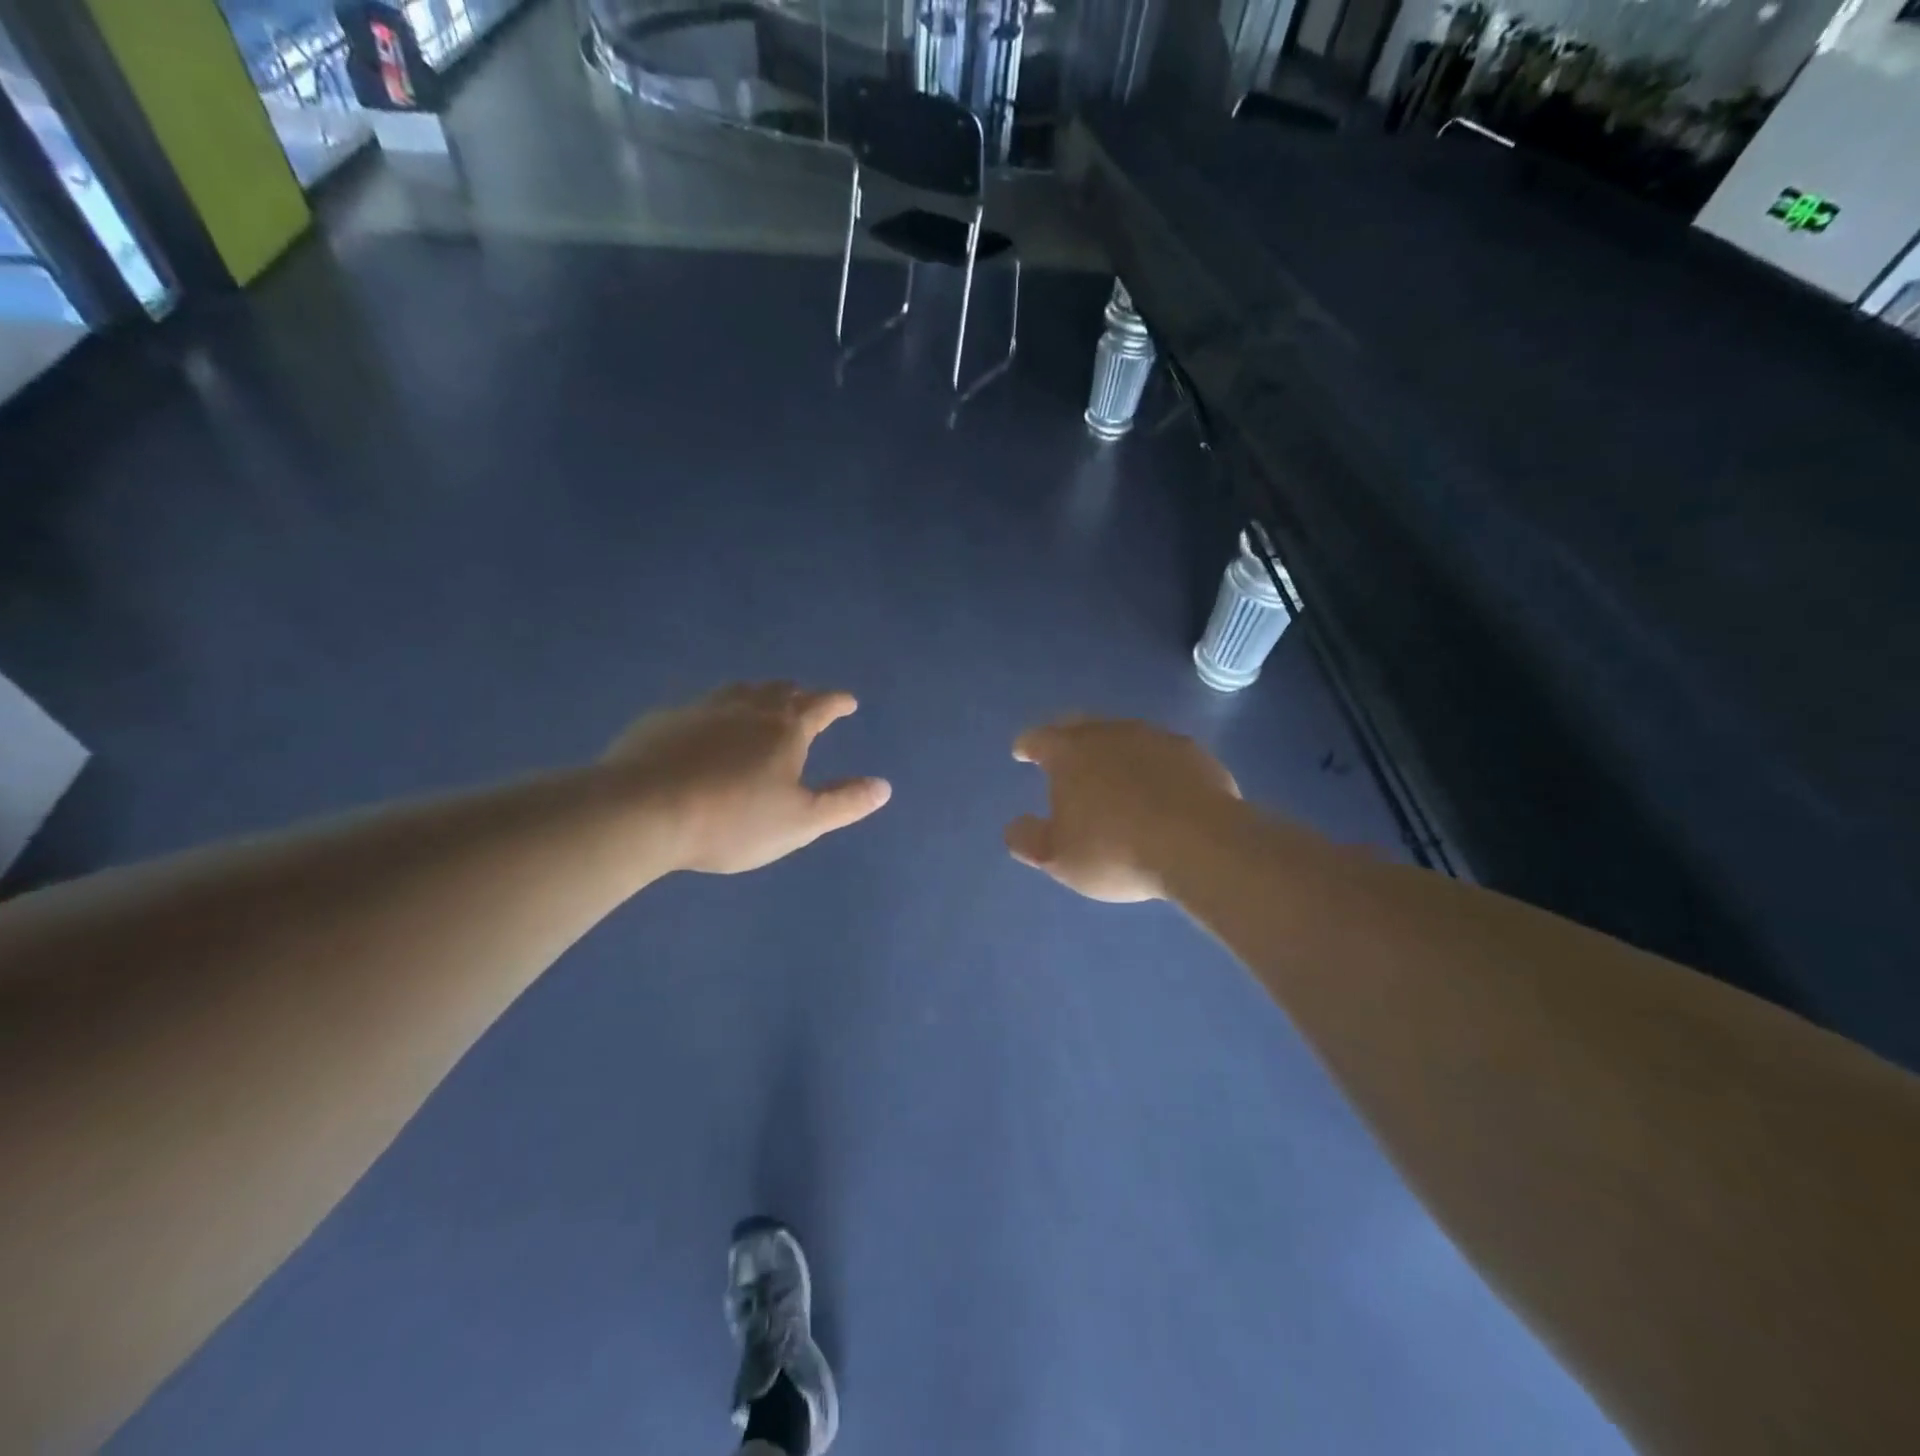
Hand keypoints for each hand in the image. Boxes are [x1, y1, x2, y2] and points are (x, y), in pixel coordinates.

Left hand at [606, 683, 890, 873]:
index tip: (848, 702)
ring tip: (759, 703)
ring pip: (738, 690)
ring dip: (756, 694)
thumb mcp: (800, 821)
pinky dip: (714, 712)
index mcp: (785, 728)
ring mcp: (701, 709)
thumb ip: (844, 802)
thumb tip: (884, 786)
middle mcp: (747, 707)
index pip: (821, 704)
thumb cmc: (733, 819)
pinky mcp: (663, 720)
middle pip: (779, 690)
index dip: (838, 702)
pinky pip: (699, 706)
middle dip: (798, 694)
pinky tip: (703, 727)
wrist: (642, 810)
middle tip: (804, 701)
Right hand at [1006, 718, 1240, 901]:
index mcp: (1071, 752)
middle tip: (1063, 754)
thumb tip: (1015, 827)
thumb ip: (1028, 840)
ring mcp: (1155, 738)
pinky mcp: (1193, 753)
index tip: (1021, 752)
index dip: (1027, 745)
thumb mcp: (1059, 858)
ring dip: (1113, 751)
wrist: (1200, 845)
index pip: (1039, 738)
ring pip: (1124, 736)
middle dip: (1067, 737)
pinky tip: (1159, 788)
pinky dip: (1152, 765)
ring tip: (1113, 775)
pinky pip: (1162, 753)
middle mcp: (1110, 733)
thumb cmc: (1115, 850)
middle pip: (1081, 726)